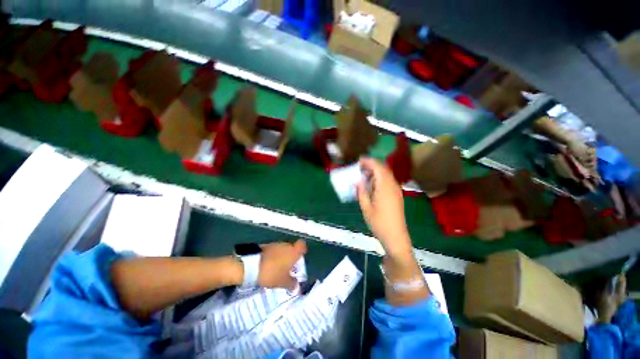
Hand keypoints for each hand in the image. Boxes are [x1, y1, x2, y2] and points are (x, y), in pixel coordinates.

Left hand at [258, 240, 306, 289]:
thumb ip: (291, 283)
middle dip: (291, 256)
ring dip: (281, 256)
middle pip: (292, 248)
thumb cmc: (272, 273)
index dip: (302, 250)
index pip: (302, 245)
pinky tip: (269, 265)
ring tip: (277, 268)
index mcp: (294, 252)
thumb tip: (297, 285)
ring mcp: (276, 244)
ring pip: (282, 249)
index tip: (300, 257)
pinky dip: (273, 256)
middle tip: (288, 267)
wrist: (252, 265)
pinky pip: (274, 250)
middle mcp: (287, 245)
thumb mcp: (283, 282)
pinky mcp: (266, 245)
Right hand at [357, 158, 411, 256]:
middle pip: (383, 169)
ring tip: (364, 176)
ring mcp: (396, 190)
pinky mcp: (397, 195)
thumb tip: (357, 180)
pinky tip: (372, 185)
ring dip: (375, 172)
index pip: (378, 167)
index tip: (358, 161)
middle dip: (371, 165)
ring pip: (386, 175)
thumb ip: (361, 191)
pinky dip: (379, 179)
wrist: (396, 237)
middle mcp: (392, 185)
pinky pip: (388, 181)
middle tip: (359, 168)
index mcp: (384, 187)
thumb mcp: (366, 207)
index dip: (368, 161)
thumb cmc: (379, 223)